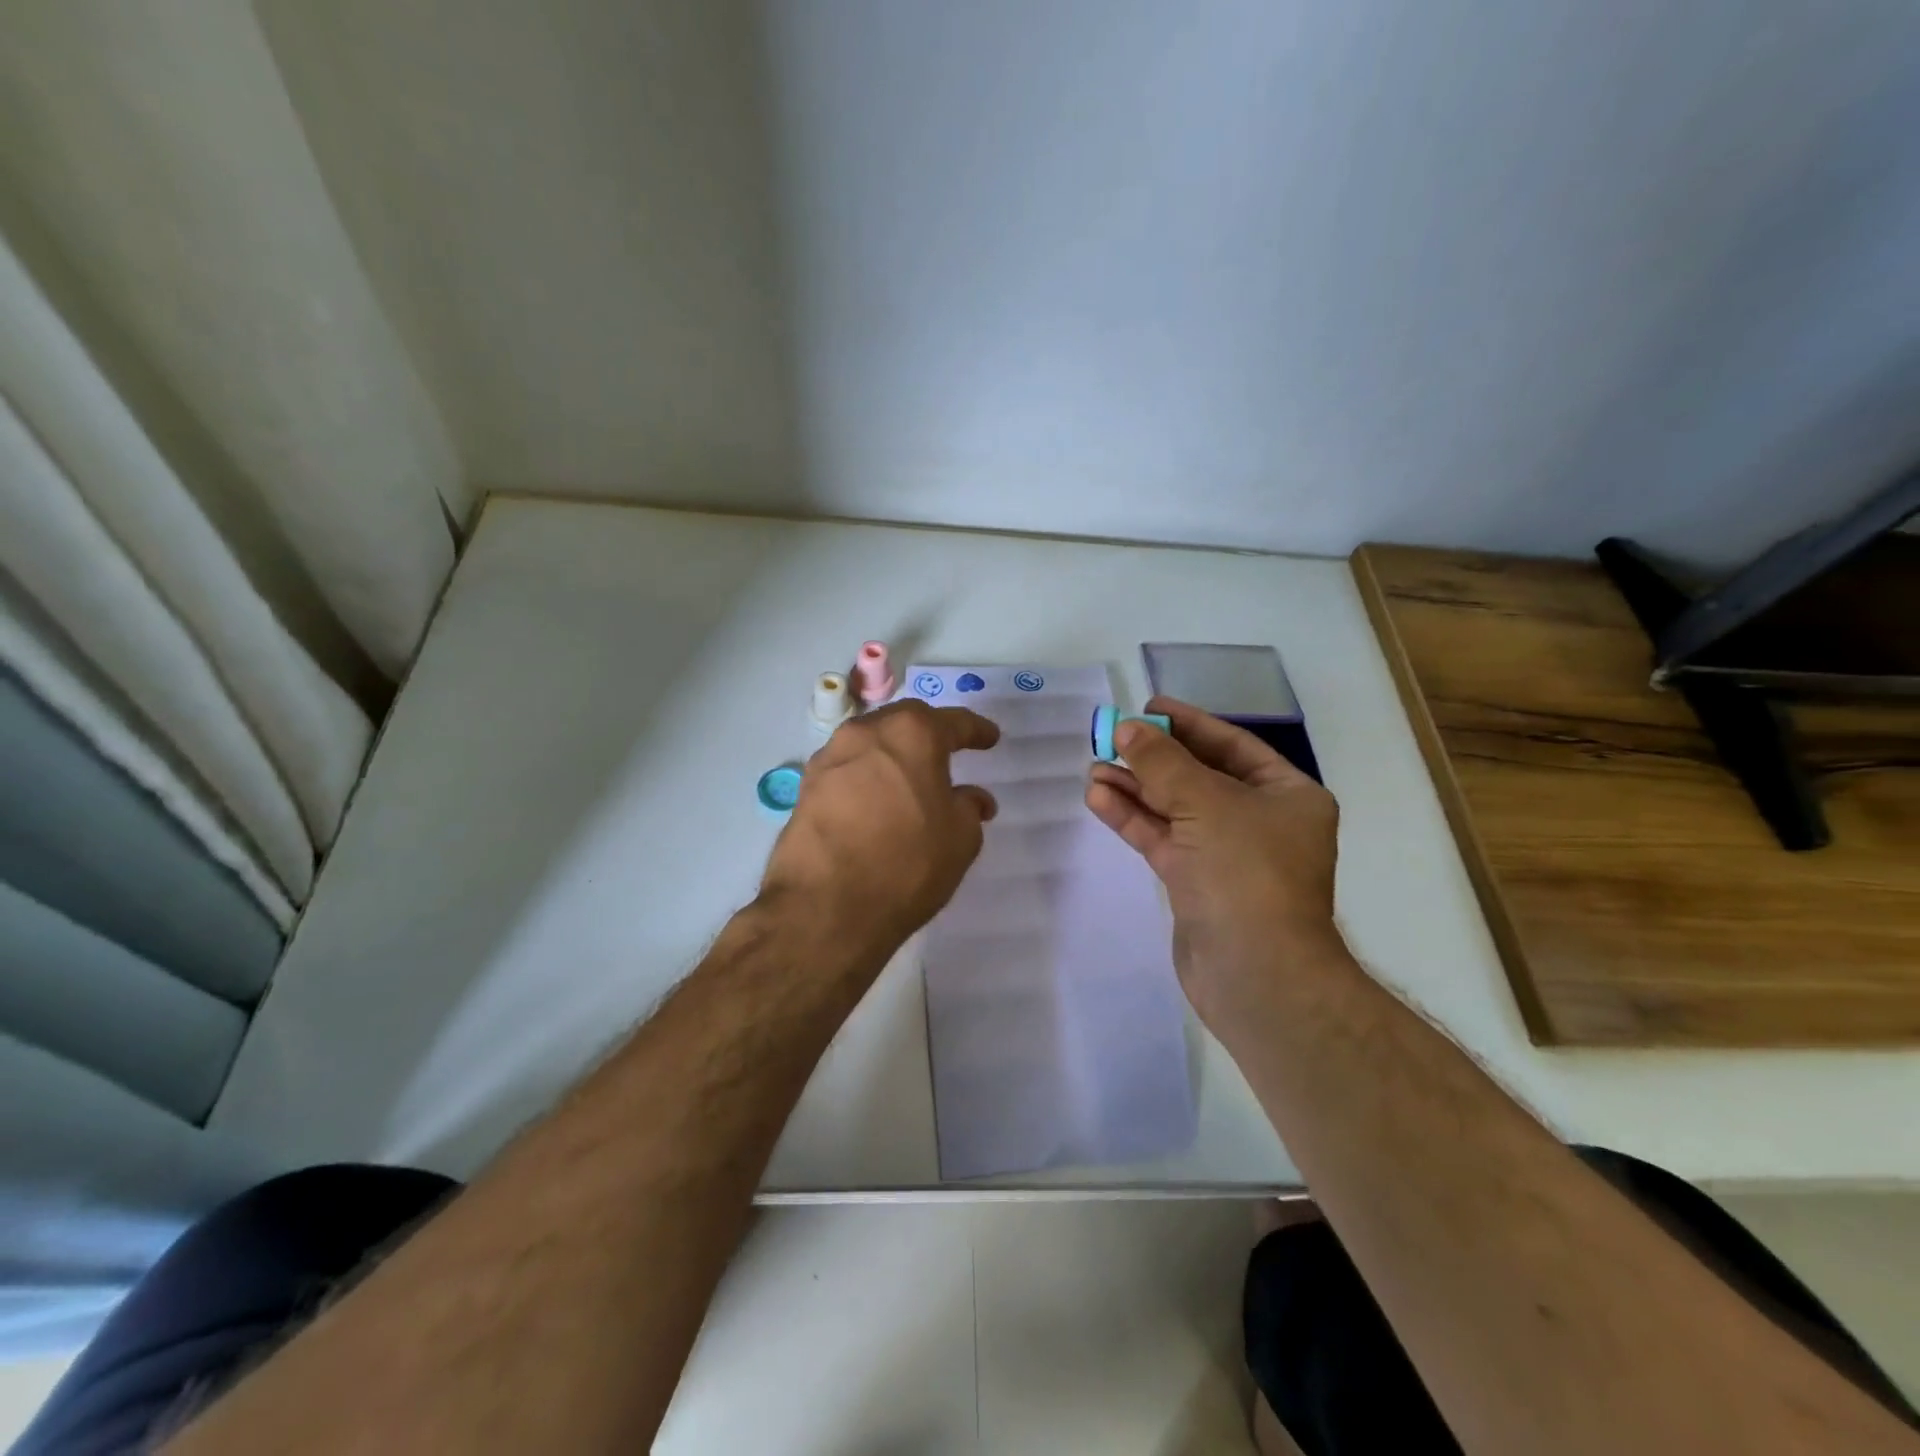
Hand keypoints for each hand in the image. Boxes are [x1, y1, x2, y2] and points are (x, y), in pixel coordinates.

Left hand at [762, 700, 1000, 964]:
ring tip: (911, 780)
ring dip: (894, 756)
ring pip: (871, 744)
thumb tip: (972, 798)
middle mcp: (866, 733)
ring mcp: (829, 758)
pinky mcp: (805, 788)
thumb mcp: (960, 838)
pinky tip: (877, 803)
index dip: (976, 731)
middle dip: (929, 734)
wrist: (825, 907)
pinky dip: (867, 779)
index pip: (953, 722)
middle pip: (905, 722)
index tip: (990, 739)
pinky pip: (847, 771)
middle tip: (948, 753)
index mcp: (912, 733)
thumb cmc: (906, 863)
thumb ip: (969, 808)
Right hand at [1085, 697, 1342, 1027]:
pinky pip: (1162, 839)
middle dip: (1154, 758)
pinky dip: (1133, 819)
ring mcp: (1226, 854)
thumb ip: (1163, 762)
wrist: (1256, 973)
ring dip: (1136, 788)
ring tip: (1094, 766)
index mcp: (1286, 795)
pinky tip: (1099, 797)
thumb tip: (1127, 728)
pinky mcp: (1196, 883)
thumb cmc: (1247, 872)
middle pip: (1199, 776)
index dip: (1189, 724)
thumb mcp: (1207, 803)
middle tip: (1111, 737)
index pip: (1232, 745)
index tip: (1148, 707)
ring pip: (1175, 809)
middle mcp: (1260, 820)